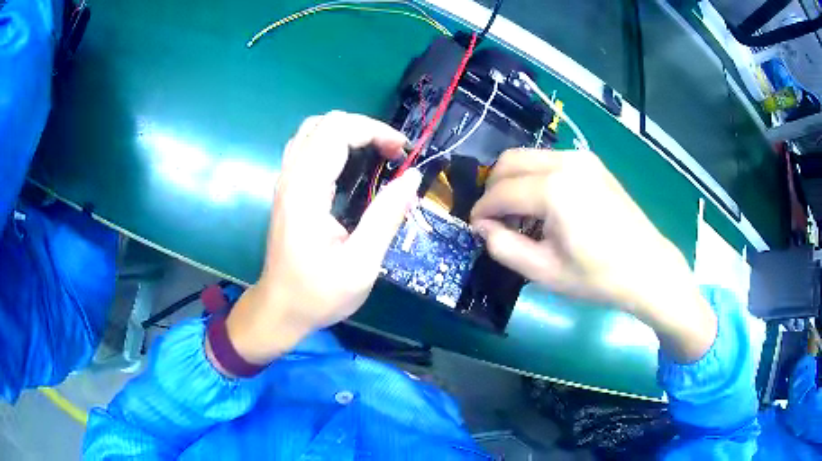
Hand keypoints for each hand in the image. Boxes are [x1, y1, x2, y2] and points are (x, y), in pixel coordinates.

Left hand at [217, 112, 421, 366]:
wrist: (280, 309)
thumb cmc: (318, 294)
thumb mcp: (361, 265)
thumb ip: (386, 217)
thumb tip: (413, 177)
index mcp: (306, 192)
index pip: (337, 132)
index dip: (374, 131)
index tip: (402, 153)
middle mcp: (291, 177)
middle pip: (324, 123)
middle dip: (364, 128)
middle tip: (392, 154)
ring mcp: (285, 181)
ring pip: (312, 130)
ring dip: (348, 132)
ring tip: (375, 154)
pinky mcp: (287, 189)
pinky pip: (307, 147)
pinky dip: (334, 143)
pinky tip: (351, 164)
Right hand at [470, 149, 715, 362]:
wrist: (647, 268)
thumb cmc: (598, 276)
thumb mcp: (545, 272)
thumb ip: (504, 248)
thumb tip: (484, 228)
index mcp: (554, 189)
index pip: (501, 192)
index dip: (481, 210)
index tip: (474, 228)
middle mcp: (565, 162)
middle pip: (510, 161)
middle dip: (493, 188)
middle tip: (493, 219)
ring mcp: (581, 158)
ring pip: (528, 157)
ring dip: (513, 180)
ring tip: (517, 213)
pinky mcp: (592, 163)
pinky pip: (549, 160)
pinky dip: (534, 177)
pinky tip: (542, 205)